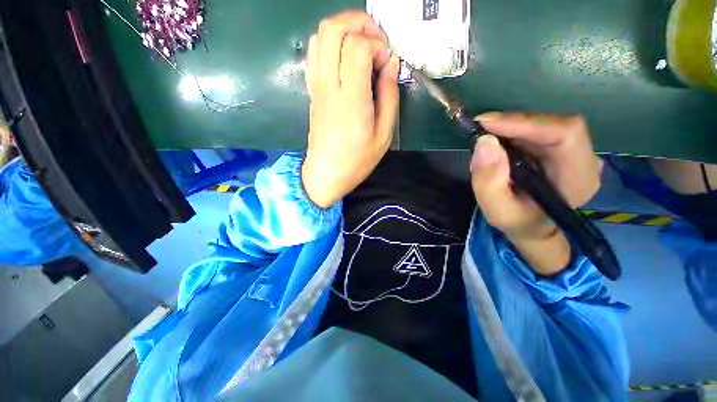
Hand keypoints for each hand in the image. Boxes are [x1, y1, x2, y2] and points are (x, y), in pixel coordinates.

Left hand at [302, 11, 399, 208]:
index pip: (357, 46)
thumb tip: (391, 64)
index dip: (376, 44)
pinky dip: (330, 45)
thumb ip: (389, 97)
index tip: (386, 63)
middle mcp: (330, 87)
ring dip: (343, 31)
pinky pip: (314, 55)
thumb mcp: (383, 135)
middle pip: (332, 29)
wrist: (326, 174)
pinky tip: (345, 61)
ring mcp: (317, 88)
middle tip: (375, 42)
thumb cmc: (357, 160)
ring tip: (361, 48)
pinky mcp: (312, 92)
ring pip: (320, 37)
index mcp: (352, 100)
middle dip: (358, 23)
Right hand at [470, 113, 602, 273]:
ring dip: (511, 128)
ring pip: (544, 124)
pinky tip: (497, 143)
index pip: (564, 135)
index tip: (486, 123)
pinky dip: (513, 132)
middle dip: (513, 124)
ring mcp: (576, 151)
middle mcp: (585, 159)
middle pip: (554, 125)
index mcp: (578, 179)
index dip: (526, 123)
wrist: (532, 226)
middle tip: (480, 128)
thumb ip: (489, 181)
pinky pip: (538, 130)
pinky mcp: (561, 148)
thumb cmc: (518, 222)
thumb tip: (483, 142)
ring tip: (485, 141)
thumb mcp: (497, 209)